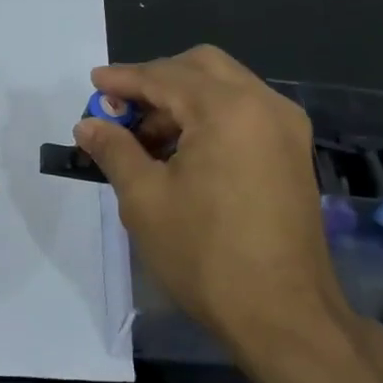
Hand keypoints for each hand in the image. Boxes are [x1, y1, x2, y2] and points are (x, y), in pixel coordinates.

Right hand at [74, 46, 356, 376]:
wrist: (283, 314)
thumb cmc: (205, 256)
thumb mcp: (145, 200)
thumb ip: (115, 151)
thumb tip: (88, 125)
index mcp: (228, 109)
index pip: (165, 76)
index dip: (124, 79)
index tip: (94, 84)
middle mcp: (264, 104)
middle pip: (201, 67)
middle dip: (157, 81)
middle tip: (121, 110)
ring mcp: (286, 128)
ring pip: (226, 87)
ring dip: (183, 100)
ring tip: (146, 139)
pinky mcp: (293, 152)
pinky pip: (245, 113)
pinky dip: (210, 117)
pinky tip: (183, 151)